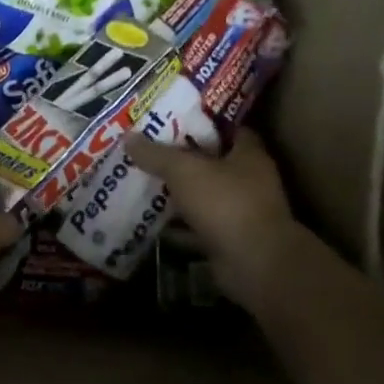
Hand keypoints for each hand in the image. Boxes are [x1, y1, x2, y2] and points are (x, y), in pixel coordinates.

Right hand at [127, 128, 297, 305]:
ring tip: (144, 182)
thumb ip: (156, 154)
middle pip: (213, 163)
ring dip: (179, 193)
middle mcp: (249, 181)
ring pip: (204, 195)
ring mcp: (241, 212)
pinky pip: (198, 226)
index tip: (172, 120)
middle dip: (183, 158)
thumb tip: (129, 138)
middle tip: (149, 150)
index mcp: (248, 155)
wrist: (254, 263)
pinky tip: (151, 220)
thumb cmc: (225, 203)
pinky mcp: (229, 239)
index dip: (202, 123)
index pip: (230, 129)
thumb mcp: (184, 171)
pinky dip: (178, 225)